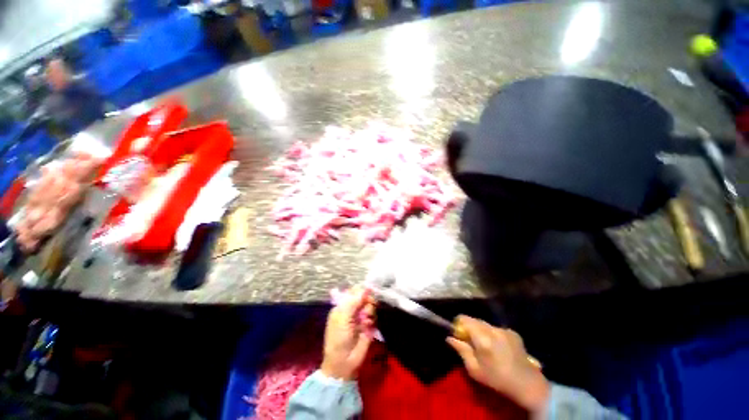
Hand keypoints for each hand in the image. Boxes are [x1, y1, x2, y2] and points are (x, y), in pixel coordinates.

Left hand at [320, 286, 375, 379]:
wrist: (344, 363)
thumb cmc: (338, 339)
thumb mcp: (342, 318)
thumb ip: (353, 302)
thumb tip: (365, 288)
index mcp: (343, 306)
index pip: (354, 291)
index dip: (361, 291)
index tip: (368, 292)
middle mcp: (353, 309)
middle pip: (364, 296)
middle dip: (367, 300)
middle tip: (366, 308)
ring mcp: (362, 317)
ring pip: (371, 305)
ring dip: (370, 310)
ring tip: (366, 319)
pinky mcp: (370, 325)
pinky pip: (375, 315)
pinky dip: (373, 318)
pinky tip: (369, 325)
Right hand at [447, 316, 549, 413]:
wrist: (528, 385)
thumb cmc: (497, 379)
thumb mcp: (474, 369)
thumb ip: (461, 350)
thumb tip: (449, 337)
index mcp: (482, 337)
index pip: (464, 318)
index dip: (458, 324)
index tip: (459, 334)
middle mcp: (492, 329)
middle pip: (474, 320)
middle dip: (470, 328)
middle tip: (471, 342)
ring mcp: (504, 329)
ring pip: (485, 324)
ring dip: (481, 331)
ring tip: (486, 346)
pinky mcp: (513, 332)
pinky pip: (496, 329)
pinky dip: (493, 334)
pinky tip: (498, 347)